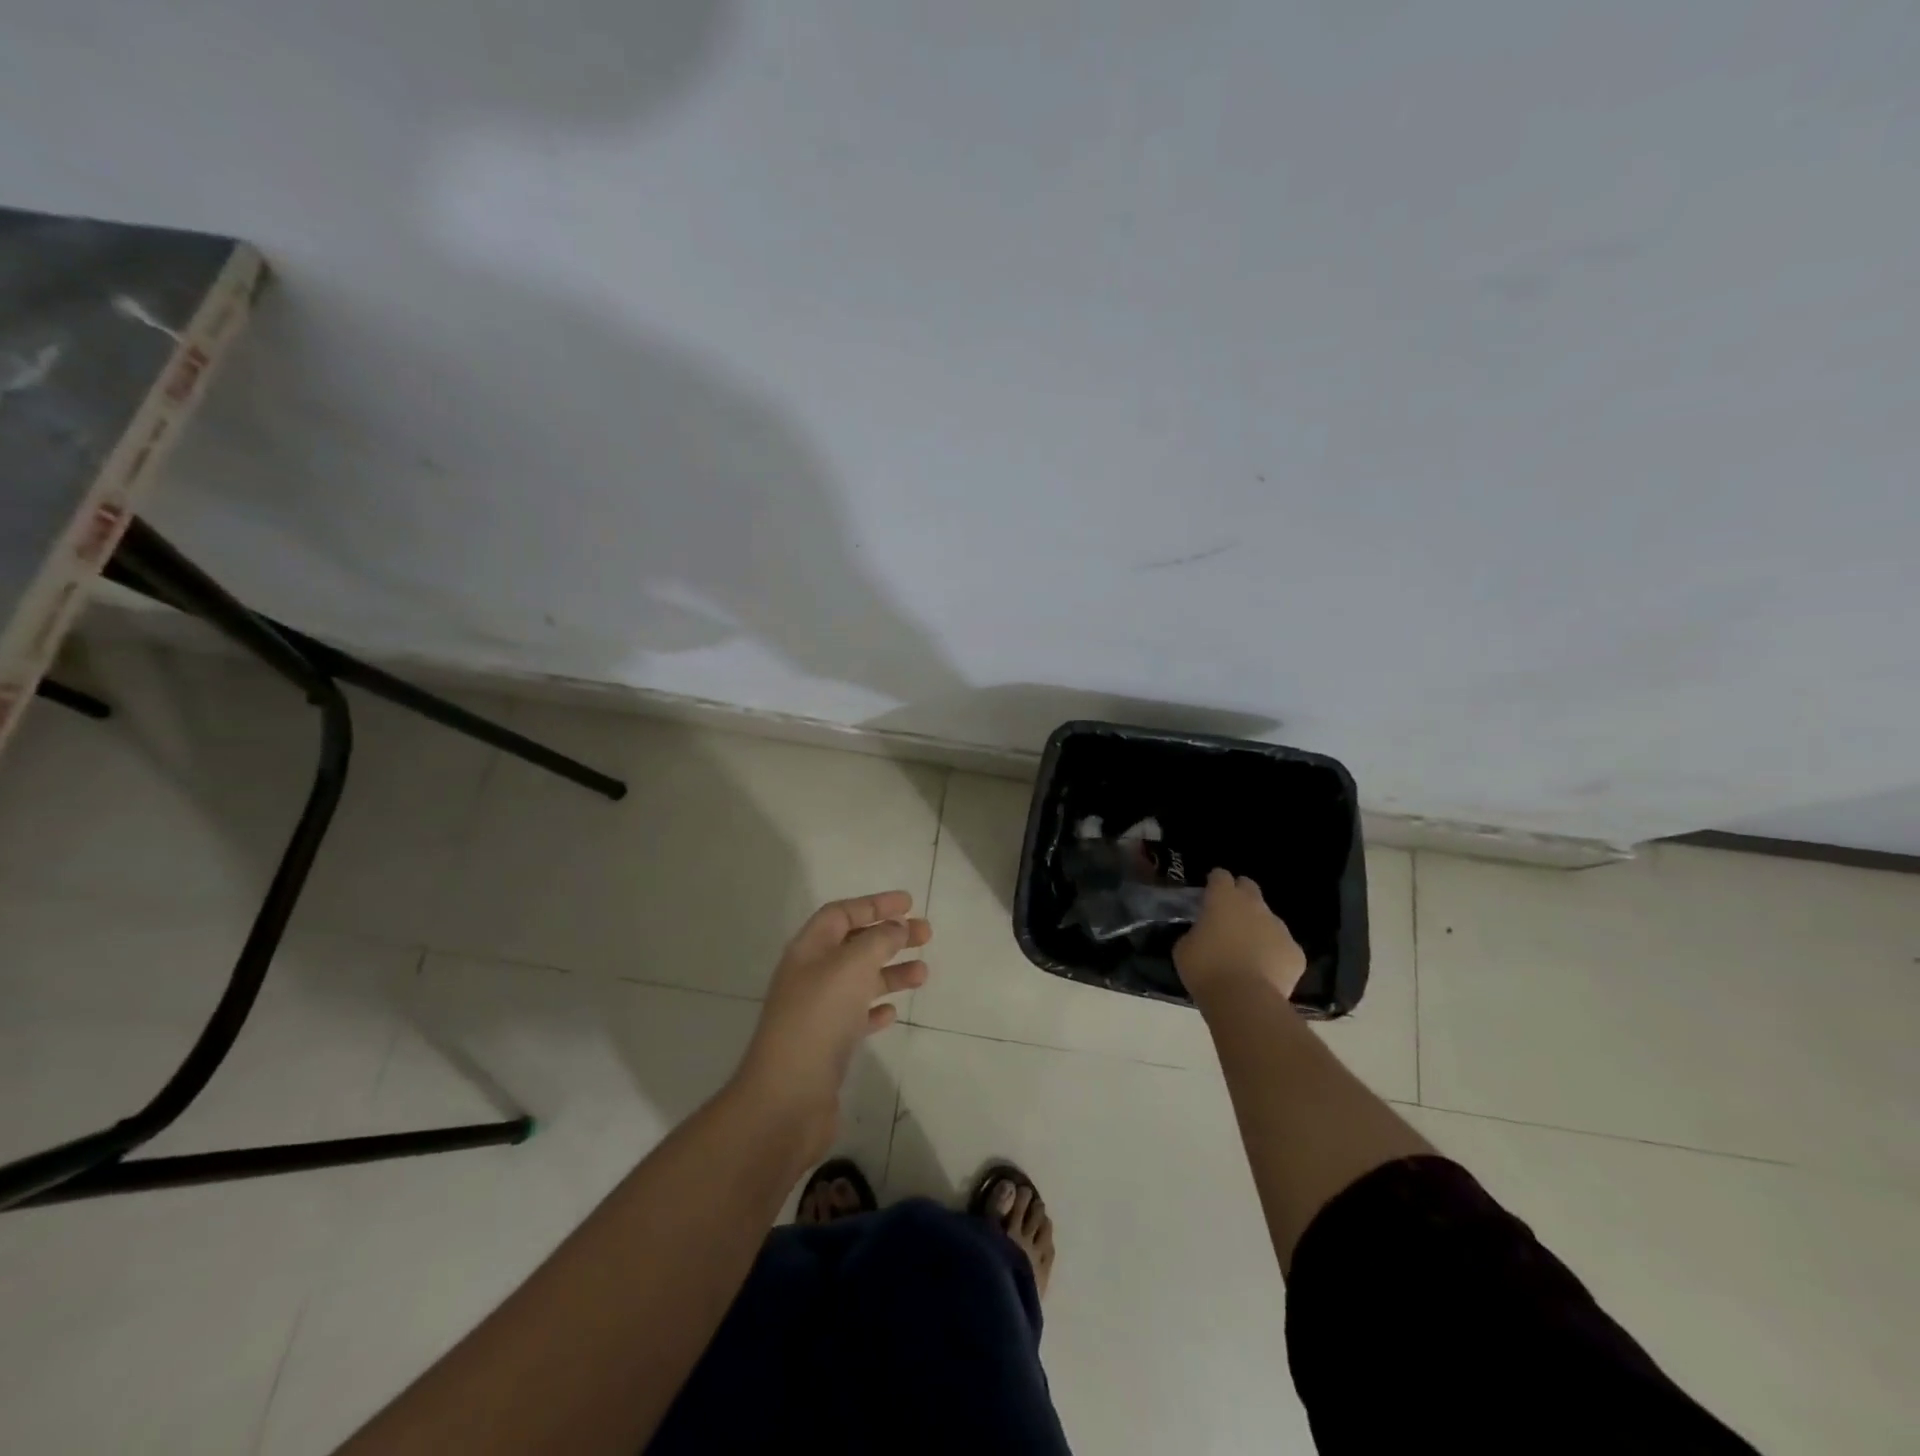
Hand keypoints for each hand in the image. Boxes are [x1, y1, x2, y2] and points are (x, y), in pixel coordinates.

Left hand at [733, 891, 930, 1156]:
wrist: (786, 1099)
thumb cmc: (819, 1020)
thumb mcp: (851, 967)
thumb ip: (878, 941)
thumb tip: (896, 927)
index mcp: (809, 950)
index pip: (842, 913)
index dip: (874, 904)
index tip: (909, 903)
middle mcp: (810, 976)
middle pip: (854, 944)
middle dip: (890, 936)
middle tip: (926, 935)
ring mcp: (817, 1012)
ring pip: (859, 981)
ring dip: (891, 972)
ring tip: (923, 974)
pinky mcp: (826, 1046)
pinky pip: (855, 1016)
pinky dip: (876, 1008)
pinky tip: (893, 1012)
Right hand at [1174, 869, 1306, 1006]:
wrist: (1244, 1000)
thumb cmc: (1206, 969)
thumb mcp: (1184, 948)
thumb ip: (1195, 933)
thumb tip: (1202, 934)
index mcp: (1223, 898)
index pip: (1220, 876)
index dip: (1214, 883)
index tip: (1209, 894)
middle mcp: (1254, 905)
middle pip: (1249, 887)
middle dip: (1240, 896)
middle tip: (1229, 916)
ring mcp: (1279, 927)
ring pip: (1269, 919)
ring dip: (1258, 928)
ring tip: (1247, 951)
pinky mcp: (1295, 952)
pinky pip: (1283, 947)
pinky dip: (1274, 954)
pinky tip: (1264, 972)